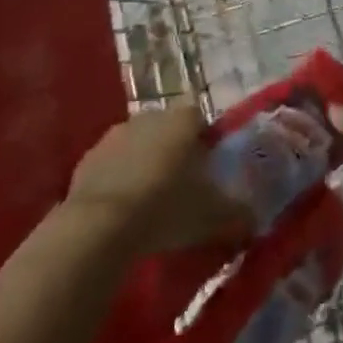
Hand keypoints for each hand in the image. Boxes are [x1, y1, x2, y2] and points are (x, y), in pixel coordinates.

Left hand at [66, 106, 252, 252]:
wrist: (101, 226)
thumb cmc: (167, 208)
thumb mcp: (213, 216)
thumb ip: (238, 213)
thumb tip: (255, 219)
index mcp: (183, 119)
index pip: (201, 120)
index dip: (205, 144)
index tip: (207, 172)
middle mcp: (150, 116)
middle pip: (168, 131)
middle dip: (174, 153)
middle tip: (180, 190)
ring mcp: (115, 134)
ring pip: (138, 146)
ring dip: (144, 165)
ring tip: (149, 204)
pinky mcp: (87, 158)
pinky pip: (111, 165)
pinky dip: (117, 181)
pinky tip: (121, 211)